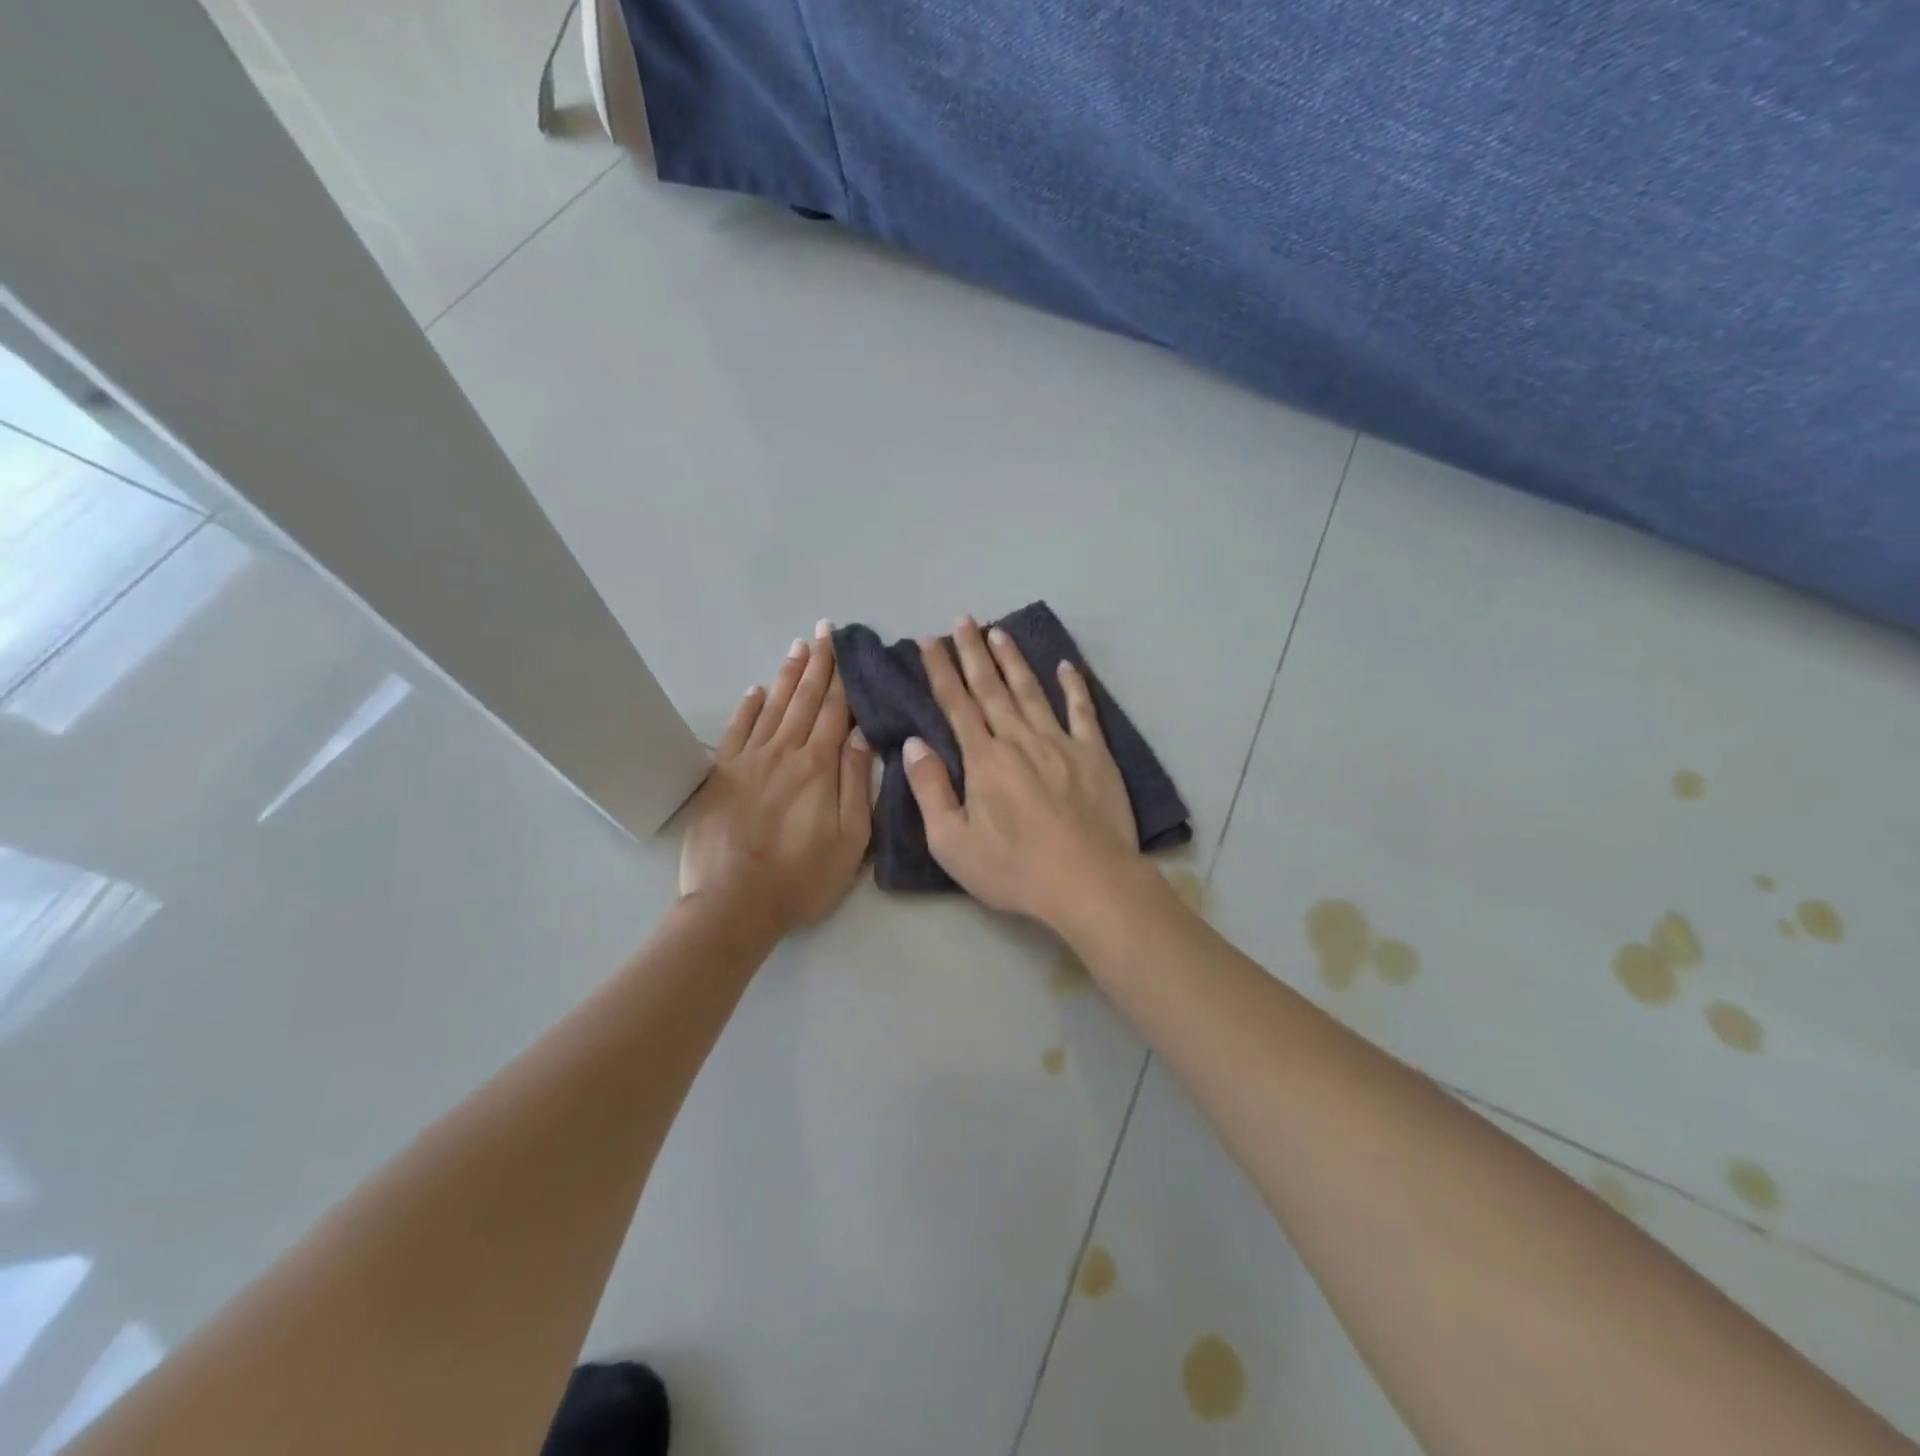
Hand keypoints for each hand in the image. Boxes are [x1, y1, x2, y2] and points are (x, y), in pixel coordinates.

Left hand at [680, 621, 872, 934]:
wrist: (734, 903)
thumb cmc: (802, 878)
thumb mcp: (851, 840)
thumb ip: (858, 785)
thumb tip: (863, 738)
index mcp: (819, 767)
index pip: (836, 712)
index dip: (843, 678)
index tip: (848, 648)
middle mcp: (784, 752)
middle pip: (805, 699)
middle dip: (818, 664)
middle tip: (824, 631)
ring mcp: (749, 760)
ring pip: (773, 706)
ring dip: (788, 675)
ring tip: (799, 647)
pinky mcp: (722, 774)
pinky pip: (737, 729)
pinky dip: (748, 706)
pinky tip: (757, 689)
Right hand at [902, 617, 1138, 925]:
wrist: (1088, 882)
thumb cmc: (1014, 869)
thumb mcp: (952, 842)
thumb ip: (930, 790)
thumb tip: (915, 744)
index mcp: (984, 759)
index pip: (957, 705)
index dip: (941, 672)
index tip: (928, 642)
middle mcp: (1020, 739)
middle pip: (991, 688)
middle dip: (973, 652)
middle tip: (962, 620)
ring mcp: (1061, 743)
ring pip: (1031, 691)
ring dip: (1013, 660)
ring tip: (998, 631)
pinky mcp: (1094, 755)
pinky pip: (1082, 711)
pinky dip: (1073, 686)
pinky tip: (1065, 665)